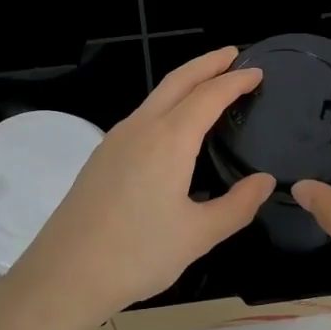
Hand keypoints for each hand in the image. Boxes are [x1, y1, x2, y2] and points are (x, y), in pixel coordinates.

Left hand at [0, 47, 274, 329]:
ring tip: (208, 85)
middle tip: (233, 54)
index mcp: (168, 140)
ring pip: (155, 97)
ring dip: (184, 83)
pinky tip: (173, 127)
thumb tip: (265, 181)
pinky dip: (166, 105)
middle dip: (207, 64)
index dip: (235, 81)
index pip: (208, 96)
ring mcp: (115, 140)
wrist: (65, 274)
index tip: (257, 71)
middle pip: (177, 81)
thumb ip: (238, 205)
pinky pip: (141, 116)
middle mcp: (140, 128)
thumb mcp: (198, 235)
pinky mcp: (101, 157)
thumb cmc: (138, 254)